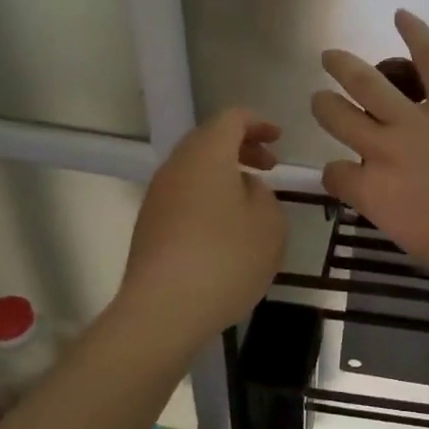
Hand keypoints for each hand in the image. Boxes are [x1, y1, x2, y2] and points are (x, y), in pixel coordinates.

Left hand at [122, 110, 286, 338]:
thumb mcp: (269, 224)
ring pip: (194, 170)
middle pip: (208, 140)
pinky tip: (226, 230)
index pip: (231, 119)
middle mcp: (176, 167)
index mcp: (207, 154)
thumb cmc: (226, 258)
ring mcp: (158, 197)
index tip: (279, 139)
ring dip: (224, 175)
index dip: (258, 123)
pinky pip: (184, 196)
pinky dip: (208, 198)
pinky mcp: (149, 226)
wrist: (163, 310)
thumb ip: (264, 195)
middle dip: (241, 147)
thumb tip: (245, 188)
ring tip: (251, 202)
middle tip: (269, 167)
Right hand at [312, 10, 428, 286]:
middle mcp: (382, 150)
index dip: (337, 173)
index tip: (347, 174)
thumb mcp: (410, 239)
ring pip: (367, 83)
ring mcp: (416, 121)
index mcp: (371, 193)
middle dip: (325, 106)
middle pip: (337, 117)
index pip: (335, 173)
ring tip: (332, 57)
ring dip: (344, 66)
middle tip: (323, 99)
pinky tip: (401, 15)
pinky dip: (417, 34)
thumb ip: (390, 209)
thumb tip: (390, 194)